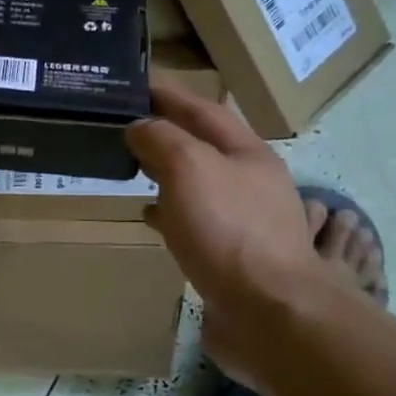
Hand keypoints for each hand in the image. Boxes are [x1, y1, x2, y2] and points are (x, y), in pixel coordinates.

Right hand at [126, 80, 327, 375]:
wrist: (269, 312)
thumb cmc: (228, 230)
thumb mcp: (188, 168)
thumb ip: (161, 138)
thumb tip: (140, 127)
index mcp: (246, 152)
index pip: (203, 109)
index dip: (169, 94)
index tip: (136, 84)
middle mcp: (251, 180)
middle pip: (204, 145)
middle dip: (168, 132)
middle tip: (127, 126)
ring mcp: (247, 219)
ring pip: (200, 183)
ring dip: (168, 171)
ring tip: (134, 167)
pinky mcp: (235, 254)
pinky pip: (197, 220)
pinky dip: (171, 211)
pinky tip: (151, 217)